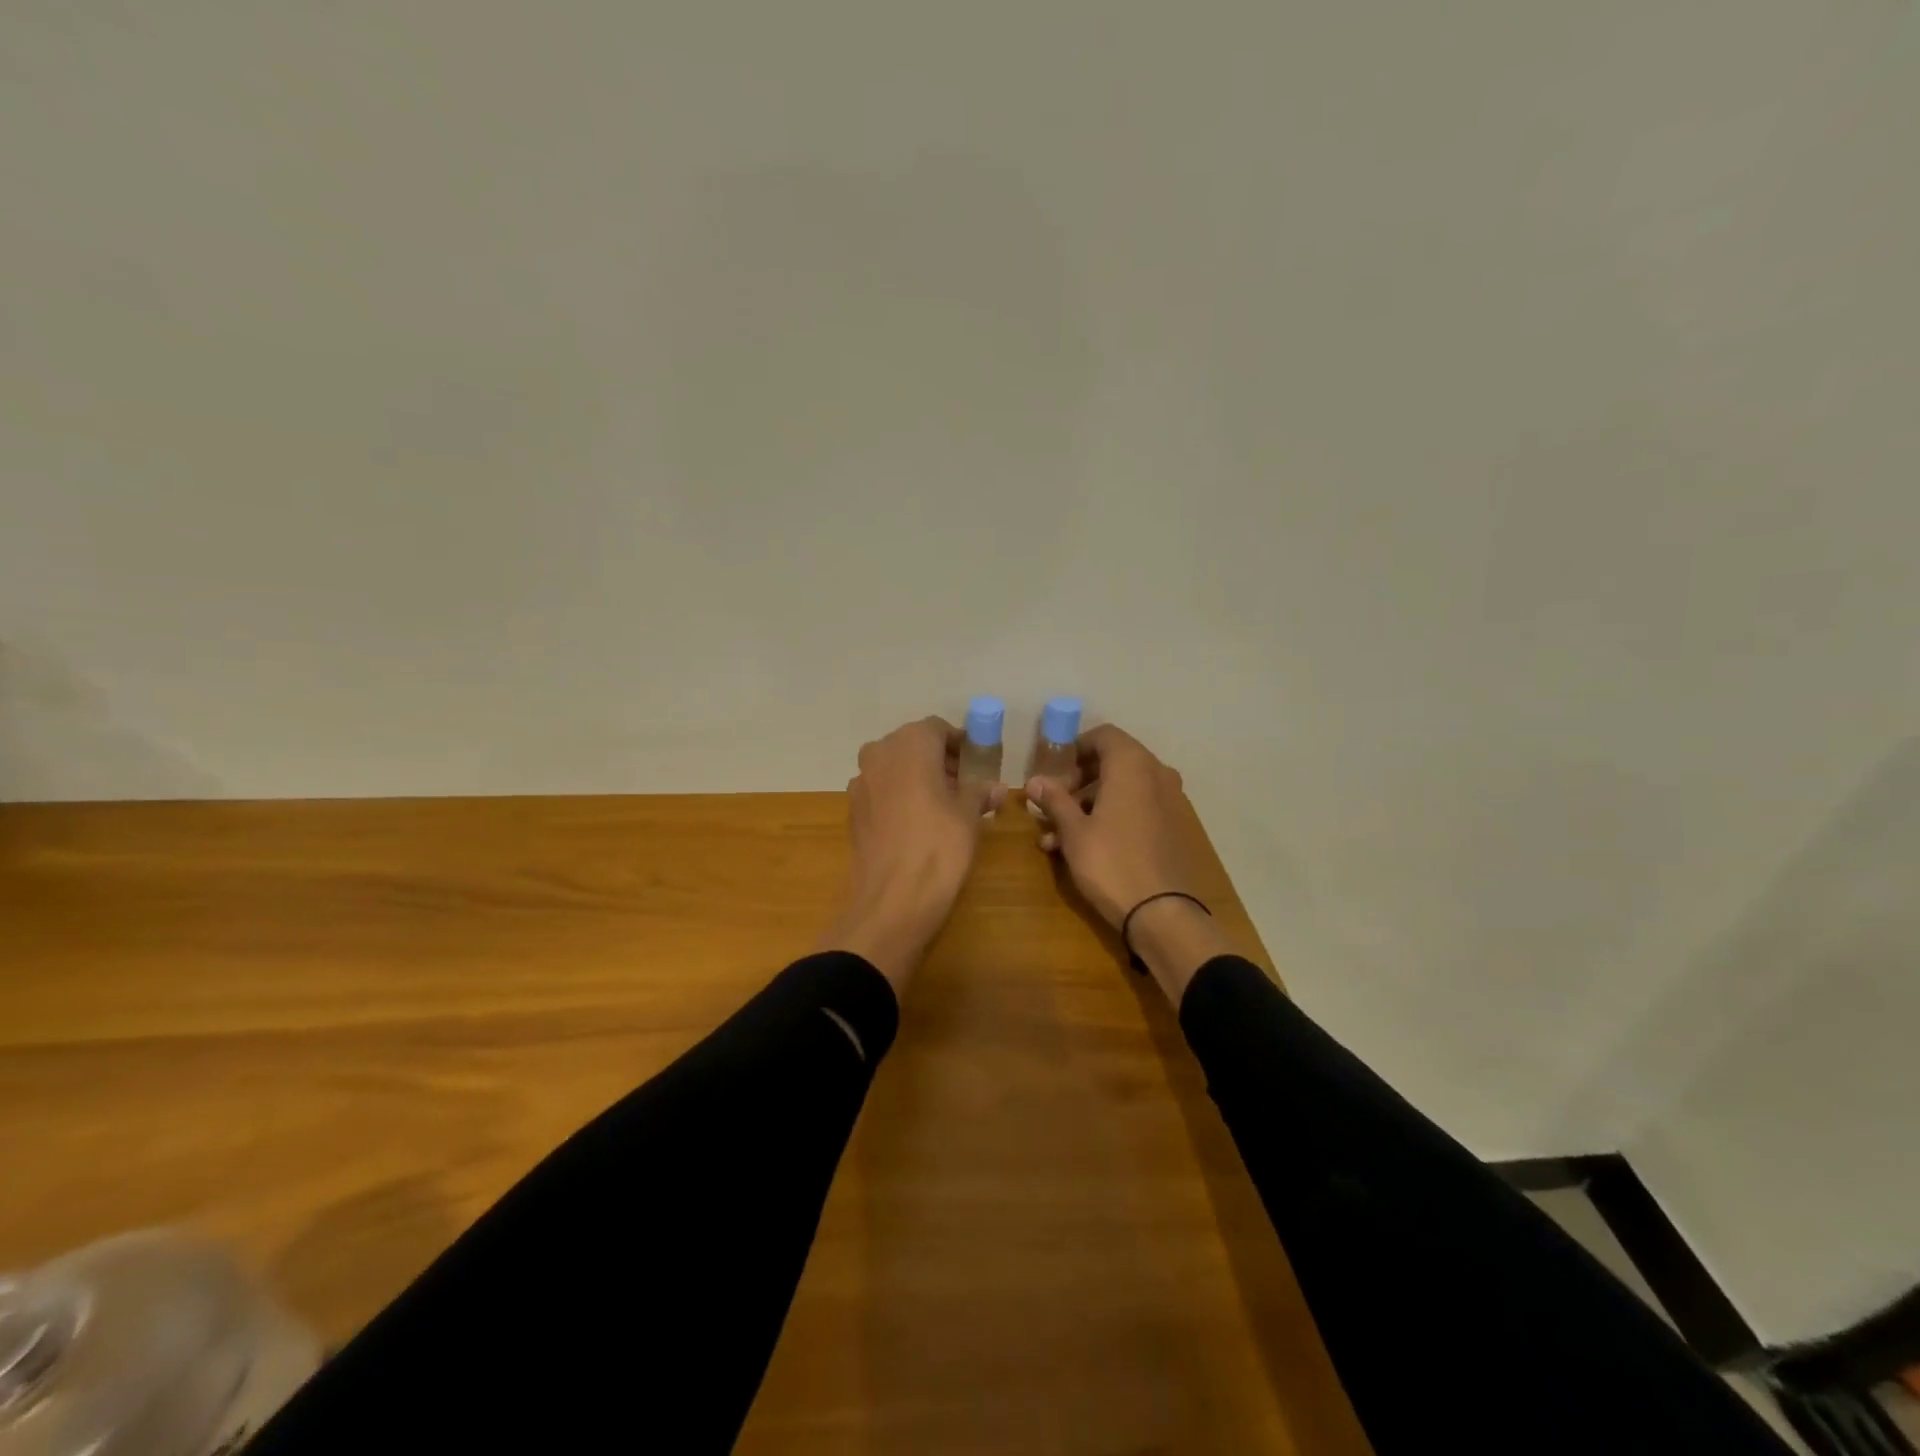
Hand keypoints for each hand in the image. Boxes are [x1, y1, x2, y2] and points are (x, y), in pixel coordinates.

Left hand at [818, 717, 1005, 993]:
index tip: (976, 762)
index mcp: (910, 744)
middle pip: (912, 746)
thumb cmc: (939, 846)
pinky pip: (881, 791)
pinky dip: (899, 797)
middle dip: (937, 760)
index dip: (958, 743)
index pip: (937, 729)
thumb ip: (979, 793)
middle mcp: (879, 754)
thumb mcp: (969, 816)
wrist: (892, 899)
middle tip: (963, 784)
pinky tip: (917, 823)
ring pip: (893, 768)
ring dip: (916, 778)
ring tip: (943, 805)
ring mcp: (861, 783)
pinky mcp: (853, 811)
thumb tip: (995, 787)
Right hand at [1026, 725, 1236, 1003]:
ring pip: (1123, 789)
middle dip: (1079, 781)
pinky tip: (1083, 847)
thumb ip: (1054, 800)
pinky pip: (1137, 809)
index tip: (1054, 771)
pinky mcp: (1172, 827)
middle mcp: (1157, 774)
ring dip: (1089, 804)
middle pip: (1114, 762)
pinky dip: (1111, 817)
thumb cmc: (1110, 863)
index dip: (1076, 748)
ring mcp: (1169, 802)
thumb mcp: (1074, 831)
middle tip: (1053, 805)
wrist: (1161, 913)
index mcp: (1133, 765)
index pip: (1104, 736)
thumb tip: (1034, 781)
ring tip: (1056, 835)